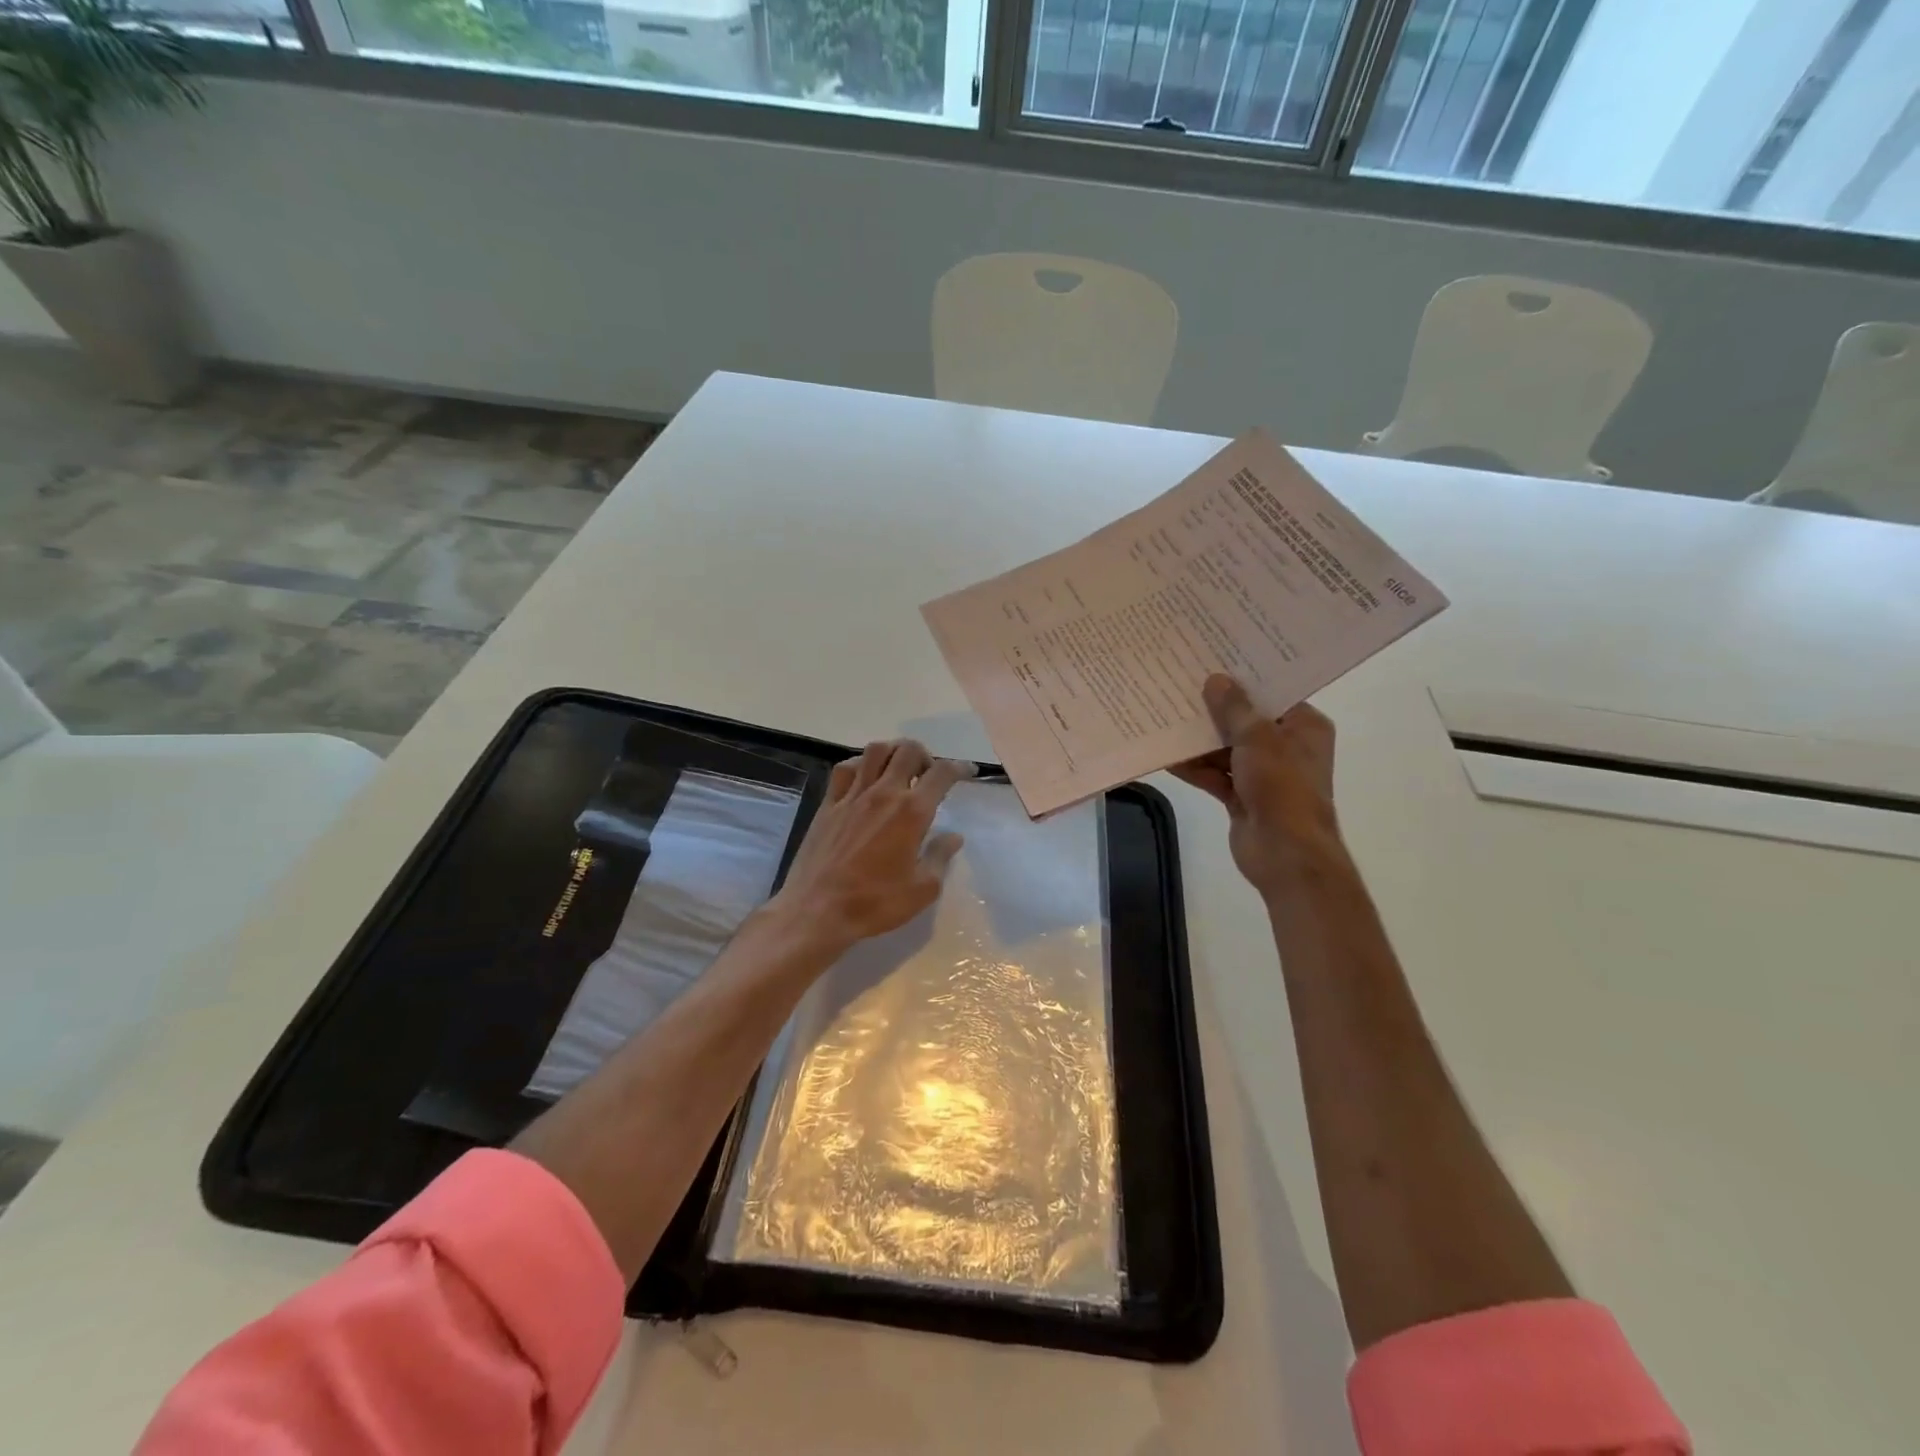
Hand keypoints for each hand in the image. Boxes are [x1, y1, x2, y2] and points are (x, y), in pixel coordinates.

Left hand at [768, 739, 974, 952]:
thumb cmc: (875, 903)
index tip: (967, 772)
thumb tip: (954, 836)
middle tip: (929, 775)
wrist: (816, 911)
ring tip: (899, 770)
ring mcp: (852, 795)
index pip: (941, 774)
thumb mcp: (922, 889)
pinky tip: (865, 777)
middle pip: (908, 751)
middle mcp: (883, 793)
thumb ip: (940, 857)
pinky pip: (845, 769)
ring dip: (894, 752)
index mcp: (911, 812)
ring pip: (876, 751)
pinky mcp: (828, 804)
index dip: (959, 767)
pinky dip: (861, 764)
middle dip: (926, 755)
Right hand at [1170, 674, 1342, 896]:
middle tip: (1179, 685)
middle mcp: (1286, 747)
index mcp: (1304, 727)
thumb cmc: (1282, 788)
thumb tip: (1215, 680)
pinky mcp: (1242, 796)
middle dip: (1213, 710)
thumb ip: (1234, 709)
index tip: (1211, 660)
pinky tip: (1166, 755)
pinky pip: (1214, 774)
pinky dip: (1194, 767)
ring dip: (1199, 740)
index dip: (1243, 680)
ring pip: (1225, 749)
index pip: (1272, 695)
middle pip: (1244, 721)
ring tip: (1165, 716)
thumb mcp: (1258, 738)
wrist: (1285, 853)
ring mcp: (1263, 774)